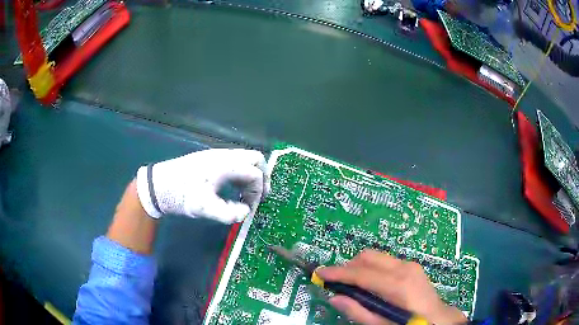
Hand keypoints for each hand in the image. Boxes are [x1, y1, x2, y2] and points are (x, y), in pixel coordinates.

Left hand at [136, 148, 269, 223]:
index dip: (258, 192)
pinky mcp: (209, 160)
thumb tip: (246, 213)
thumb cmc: (182, 195)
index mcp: (226, 164)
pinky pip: (233, 162)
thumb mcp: (204, 208)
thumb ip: (229, 213)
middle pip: (255, 159)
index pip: (255, 173)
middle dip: (262, 177)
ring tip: (246, 195)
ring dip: (250, 176)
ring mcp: (216, 156)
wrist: (158, 186)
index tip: (250, 208)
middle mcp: (224, 156)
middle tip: (259, 196)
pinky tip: (232, 188)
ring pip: (244, 159)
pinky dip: (240, 174)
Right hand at [317, 250, 466, 324]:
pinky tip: (371, 285)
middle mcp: (404, 267)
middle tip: (337, 283)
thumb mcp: (382, 324)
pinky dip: (372, 269)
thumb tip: (334, 298)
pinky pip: (385, 262)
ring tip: (353, 286)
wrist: (438, 319)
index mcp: (397, 284)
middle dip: (349, 267)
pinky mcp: (412, 266)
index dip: (338, 272)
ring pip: (376, 257)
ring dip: (360, 267)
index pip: (361, 273)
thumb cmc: (410, 324)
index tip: (319, 273)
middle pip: (368, 256)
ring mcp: (410, 265)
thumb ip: (358, 312)